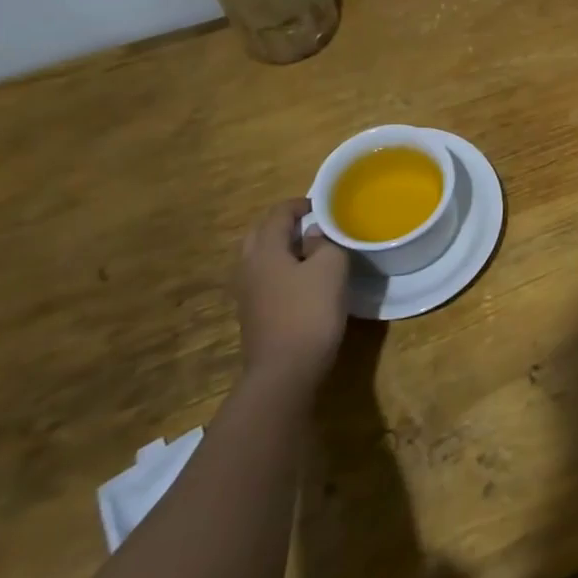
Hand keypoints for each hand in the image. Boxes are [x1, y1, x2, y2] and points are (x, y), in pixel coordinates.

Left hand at [232, 198, 348, 394]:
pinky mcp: (253, 314)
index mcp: (264, 250)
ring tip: (312, 251)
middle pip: (261, 233)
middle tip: (314, 225)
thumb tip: (314, 234)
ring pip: (261, 257)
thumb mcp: (331, 269)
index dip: (301, 204)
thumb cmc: (309, 312)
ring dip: (283, 248)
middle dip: (285, 224)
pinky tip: (303, 282)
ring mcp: (247, 293)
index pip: (277, 213)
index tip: (324, 206)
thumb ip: (325, 243)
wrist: (285, 372)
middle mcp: (248, 267)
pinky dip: (281, 270)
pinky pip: (264, 279)